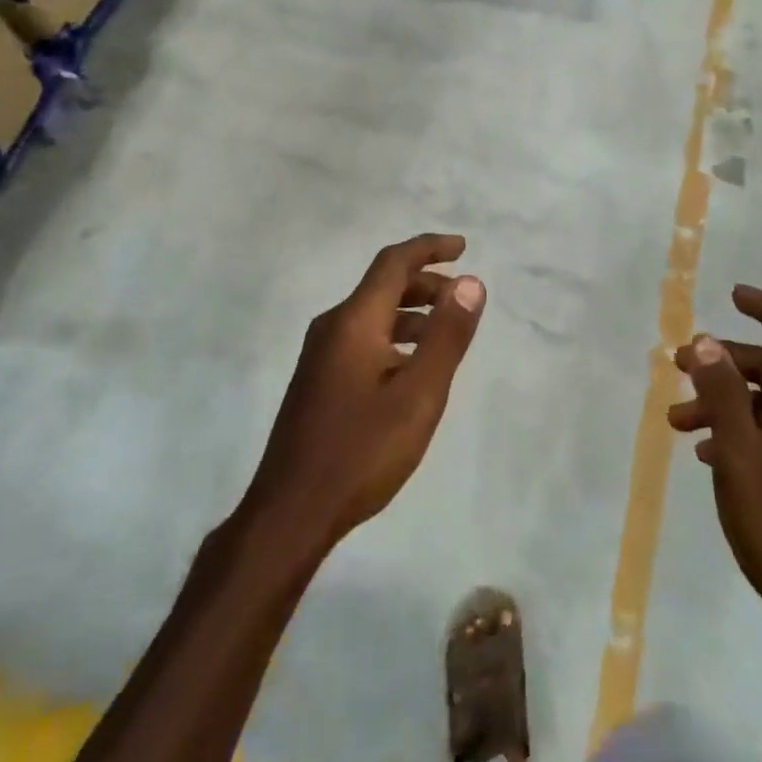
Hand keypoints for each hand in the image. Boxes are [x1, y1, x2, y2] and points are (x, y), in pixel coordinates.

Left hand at [243, 234, 486, 555]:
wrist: (290, 513)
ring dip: (411, 311)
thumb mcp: (419, 395)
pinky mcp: (317, 380)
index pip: (393, 262)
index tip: (463, 248)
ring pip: (372, 314)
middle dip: (425, 281)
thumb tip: (471, 282)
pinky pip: (362, 338)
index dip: (429, 248)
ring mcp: (320, 355)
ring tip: (444, 331)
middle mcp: (333, 327)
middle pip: (382, 285)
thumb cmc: (361, 451)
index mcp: (354, 321)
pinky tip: (410, 366)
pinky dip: (394, 336)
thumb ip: (447, 336)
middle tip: (461, 296)